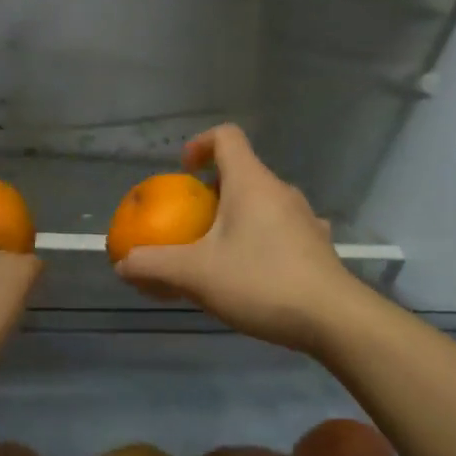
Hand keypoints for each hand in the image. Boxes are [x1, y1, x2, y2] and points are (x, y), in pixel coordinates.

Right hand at [116, 125, 368, 354]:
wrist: (334, 319)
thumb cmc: (261, 282)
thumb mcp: (196, 275)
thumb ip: (154, 265)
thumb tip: (122, 263)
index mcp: (251, 182)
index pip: (227, 136)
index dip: (200, 144)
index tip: (183, 172)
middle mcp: (281, 191)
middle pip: (242, 172)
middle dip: (212, 191)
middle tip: (191, 223)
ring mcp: (305, 217)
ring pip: (263, 203)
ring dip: (237, 217)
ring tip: (219, 252)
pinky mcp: (318, 245)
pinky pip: (281, 229)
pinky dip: (261, 239)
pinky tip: (253, 271)